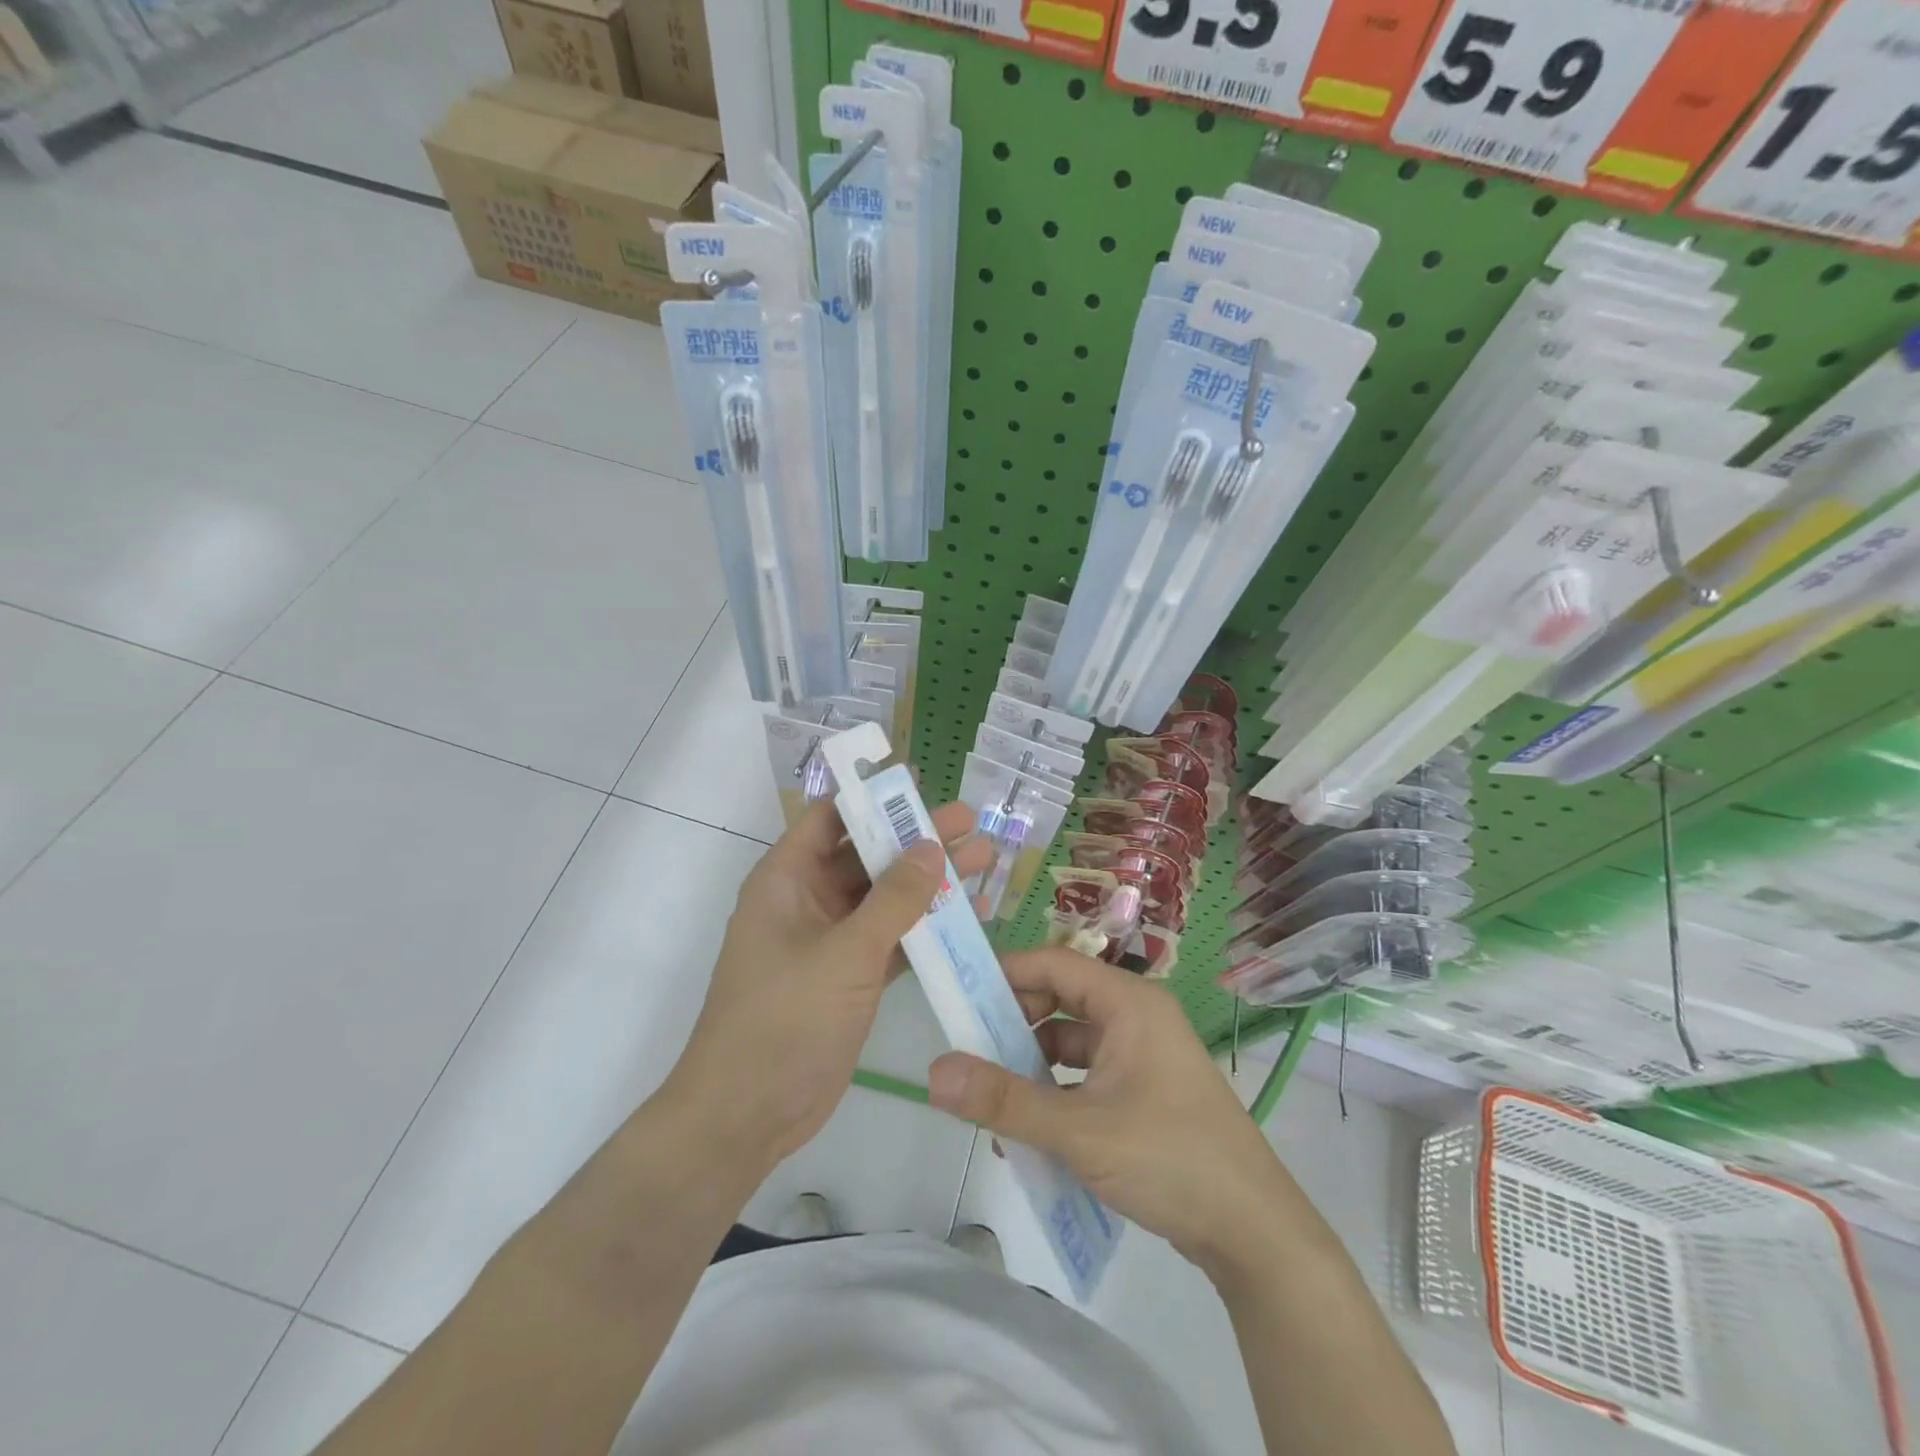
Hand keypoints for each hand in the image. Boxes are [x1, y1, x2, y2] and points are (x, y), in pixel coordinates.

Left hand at [668, 797, 991, 1168]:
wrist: (748, 1114)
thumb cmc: (784, 1019)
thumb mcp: (844, 953)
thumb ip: (893, 900)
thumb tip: (930, 845)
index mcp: (786, 879)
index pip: (830, 818)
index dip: (872, 798)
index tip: (921, 784)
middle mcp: (807, 901)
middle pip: (867, 856)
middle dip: (916, 839)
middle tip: (970, 821)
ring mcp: (830, 941)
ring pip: (885, 898)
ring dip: (929, 883)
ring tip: (984, 861)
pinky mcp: (850, 977)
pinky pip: (893, 939)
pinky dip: (926, 928)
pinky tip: (969, 917)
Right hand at [926, 947, 1295, 1276]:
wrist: (1256, 1233)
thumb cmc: (1169, 1158)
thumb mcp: (1078, 1130)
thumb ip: (1004, 1100)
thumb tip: (935, 1071)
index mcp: (1129, 1003)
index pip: (1055, 964)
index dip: (1006, 974)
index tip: (961, 998)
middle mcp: (1137, 1017)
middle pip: (1062, 1000)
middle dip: (1015, 1025)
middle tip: (972, 1054)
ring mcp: (1145, 1055)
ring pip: (1073, 1042)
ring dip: (1033, 1065)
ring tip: (992, 1098)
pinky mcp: (1147, 1091)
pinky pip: (1088, 1075)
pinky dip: (1057, 1093)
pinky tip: (1030, 1132)